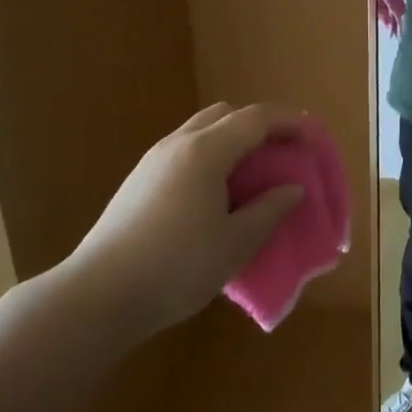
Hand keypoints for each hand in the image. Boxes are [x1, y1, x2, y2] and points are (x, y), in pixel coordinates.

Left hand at [61, 103, 306, 342]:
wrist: (98, 296)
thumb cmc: (176, 268)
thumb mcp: (235, 244)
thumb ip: (269, 210)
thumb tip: (292, 188)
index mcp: (206, 151)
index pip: (257, 118)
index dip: (290, 122)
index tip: (313, 138)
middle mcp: (178, 143)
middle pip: (226, 114)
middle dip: (258, 126)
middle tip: (280, 155)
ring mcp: (153, 160)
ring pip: (201, 131)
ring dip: (231, 142)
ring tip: (251, 177)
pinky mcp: (137, 181)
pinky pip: (184, 151)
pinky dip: (209, 157)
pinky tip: (214, 196)